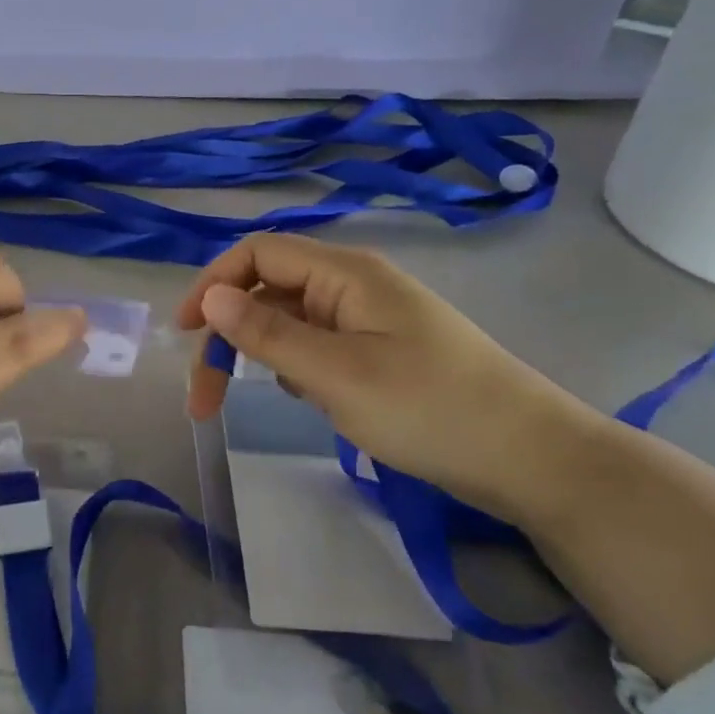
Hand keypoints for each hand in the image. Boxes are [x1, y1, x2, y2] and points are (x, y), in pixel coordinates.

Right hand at [178, 233, 605, 522]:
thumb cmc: (430, 409)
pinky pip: (318, 345)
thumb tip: (210, 296)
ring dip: (257, 353)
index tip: (182, 334)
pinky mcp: (382, 351)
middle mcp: (354, 285)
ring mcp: (370, 319)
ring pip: (291, 320)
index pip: (258, 254)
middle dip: (227, 334)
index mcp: (345, 274)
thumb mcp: (336, 374)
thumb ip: (267, 333)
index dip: (212, 284)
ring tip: (248, 400)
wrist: (532, 459)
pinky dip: (294, 367)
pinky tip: (304, 400)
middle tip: (203, 399)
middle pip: (269, 289)